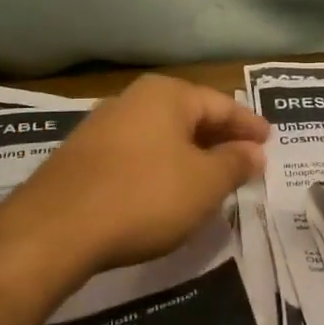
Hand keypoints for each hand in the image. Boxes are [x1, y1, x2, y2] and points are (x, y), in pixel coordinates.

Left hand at [9, 75, 269, 273]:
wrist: (54, 230)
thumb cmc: (145, 196)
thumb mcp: (205, 183)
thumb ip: (235, 163)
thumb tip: (254, 151)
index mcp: (167, 95)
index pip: (222, 104)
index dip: (249, 125)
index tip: (269, 142)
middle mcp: (133, 100)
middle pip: (189, 116)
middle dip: (220, 138)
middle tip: (246, 159)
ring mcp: (102, 128)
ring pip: (162, 136)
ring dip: (190, 155)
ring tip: (212, 178)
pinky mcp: (82, 159)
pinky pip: (137, 155)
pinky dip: (161, 168)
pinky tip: (168, 192)